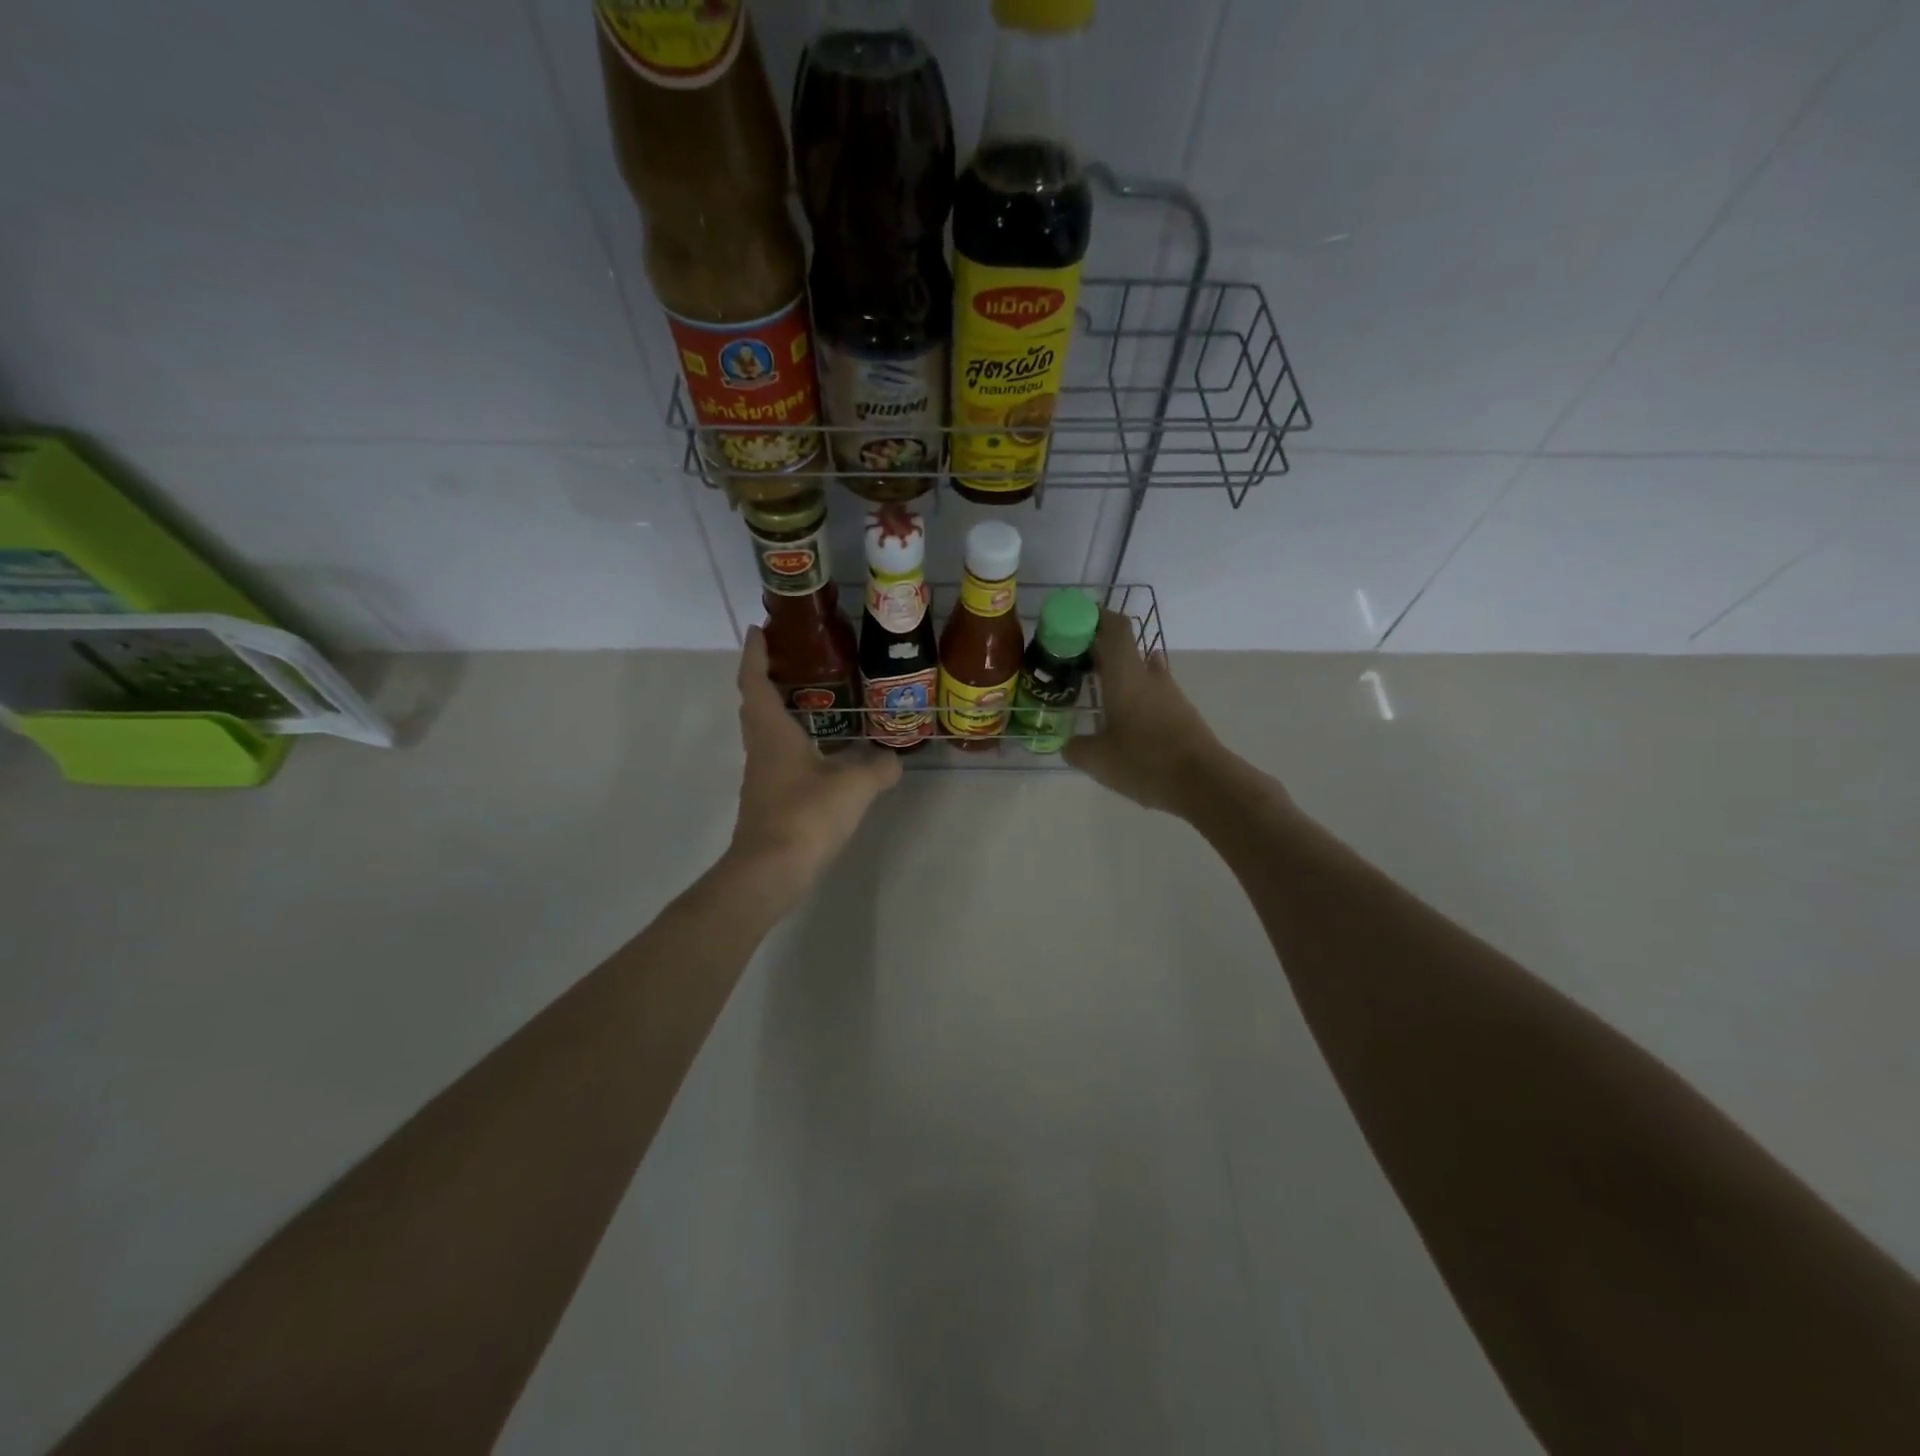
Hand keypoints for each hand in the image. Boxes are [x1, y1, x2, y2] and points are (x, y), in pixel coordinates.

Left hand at [724, 626, 901, 910]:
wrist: (771, 871)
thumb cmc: (805, 815)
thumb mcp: (853, 786)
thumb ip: (878, 766)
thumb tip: (894, 758)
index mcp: (772, 732)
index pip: (755, 682)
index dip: (755, 654)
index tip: (759, 630)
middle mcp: (761, 749)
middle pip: (756, 705)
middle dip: (768, 678)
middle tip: (795, 660)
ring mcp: (762, 776)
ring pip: (766, 733)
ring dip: (782, 712)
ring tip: (815, 701)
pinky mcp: (770, 800)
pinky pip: (779, 758)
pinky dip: (795, 743)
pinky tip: (822, 752)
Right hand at [1064, 609, 1228, 816]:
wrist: (1205, 783)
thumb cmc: (1145, 761)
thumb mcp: (1097, 760)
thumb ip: (1076, 748)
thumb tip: (1069, 745)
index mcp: (1126, 675)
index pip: (1115, 628)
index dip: (1096, 617)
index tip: (1075, 620)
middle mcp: (1149, 677)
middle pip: (1126, 648)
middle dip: (1100, 649)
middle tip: (1074, 661)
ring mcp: (1170, 695)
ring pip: (1141, 671)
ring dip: (1119, 674)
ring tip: (1095, 690)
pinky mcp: (1182, 714)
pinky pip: (1153, 694)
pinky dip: (1134, 696)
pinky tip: (1123, 717)